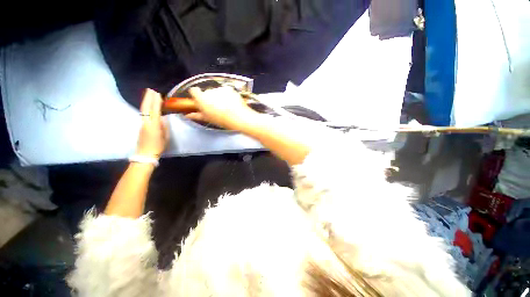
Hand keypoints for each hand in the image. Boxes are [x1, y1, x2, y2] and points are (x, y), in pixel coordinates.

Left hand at [136, 89, 168, 157]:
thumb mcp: (165, 137)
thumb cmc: (158, 147)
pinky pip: (143, 114)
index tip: (158, 94)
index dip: (156, 102)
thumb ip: (164, 127)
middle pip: (146, 108)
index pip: (155, 110)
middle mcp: (146, 122)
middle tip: (151, 90)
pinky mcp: (140, 126)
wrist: (145, 154)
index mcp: (154, 125)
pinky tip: (148, 105)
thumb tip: (163, 118)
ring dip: (146, 101)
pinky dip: (146, 107)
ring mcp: (142, 123)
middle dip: (148, 98)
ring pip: (143, 110)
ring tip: (149, 94)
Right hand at [187, 87, 257, 129]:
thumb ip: (197, 115)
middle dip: (210, 97)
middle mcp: (209, 90)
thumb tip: (188, 115)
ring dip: (219, 96)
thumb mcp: (207, 119)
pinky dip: (228, 95)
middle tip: (216, 106)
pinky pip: (226, 91)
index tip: (200, 100)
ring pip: (217, 91)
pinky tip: (232, 103)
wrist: (236, 116)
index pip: (194, 91)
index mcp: (201, 98)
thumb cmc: (220, 119)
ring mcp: (220, 89)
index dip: (196, 95)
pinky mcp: (229, 88)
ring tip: (226, 106)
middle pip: (207, 92)